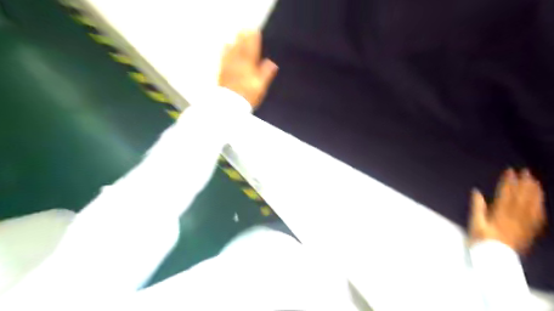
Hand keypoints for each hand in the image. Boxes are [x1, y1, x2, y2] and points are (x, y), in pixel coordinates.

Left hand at [217, 31, 276, 107]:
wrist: (230, 103)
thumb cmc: (248, 95)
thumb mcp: (261, 86)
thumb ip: (266, 73)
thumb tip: (272, 63)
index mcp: (248, 64)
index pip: (252, 48)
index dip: (254, 39)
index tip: (256, 31)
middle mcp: (238, 61)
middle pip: (241, 46)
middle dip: (244, 37)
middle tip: (246, 29)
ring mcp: (228, 65)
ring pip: (232, 49)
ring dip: (235, 41)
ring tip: (237, 35)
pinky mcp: (222, 70)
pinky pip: (224, 56)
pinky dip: (226, 49)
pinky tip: (226, 46)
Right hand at [469, 168, 545, 253]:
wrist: (495, 260)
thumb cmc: (481, 241)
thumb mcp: (474, 223)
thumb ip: (477, 207)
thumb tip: (477, 192)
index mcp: (500, 215)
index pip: (506, 195)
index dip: (508, 182)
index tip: (509, 172)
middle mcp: (515, 218)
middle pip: (521, 199)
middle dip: (523, 184)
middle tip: (525, 172)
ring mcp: (523, 225)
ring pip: (532, 207)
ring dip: (534, 194)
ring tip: (535, 182)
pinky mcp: (528, 232)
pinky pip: (537, 219)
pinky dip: (539, 208)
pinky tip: (540, 202)